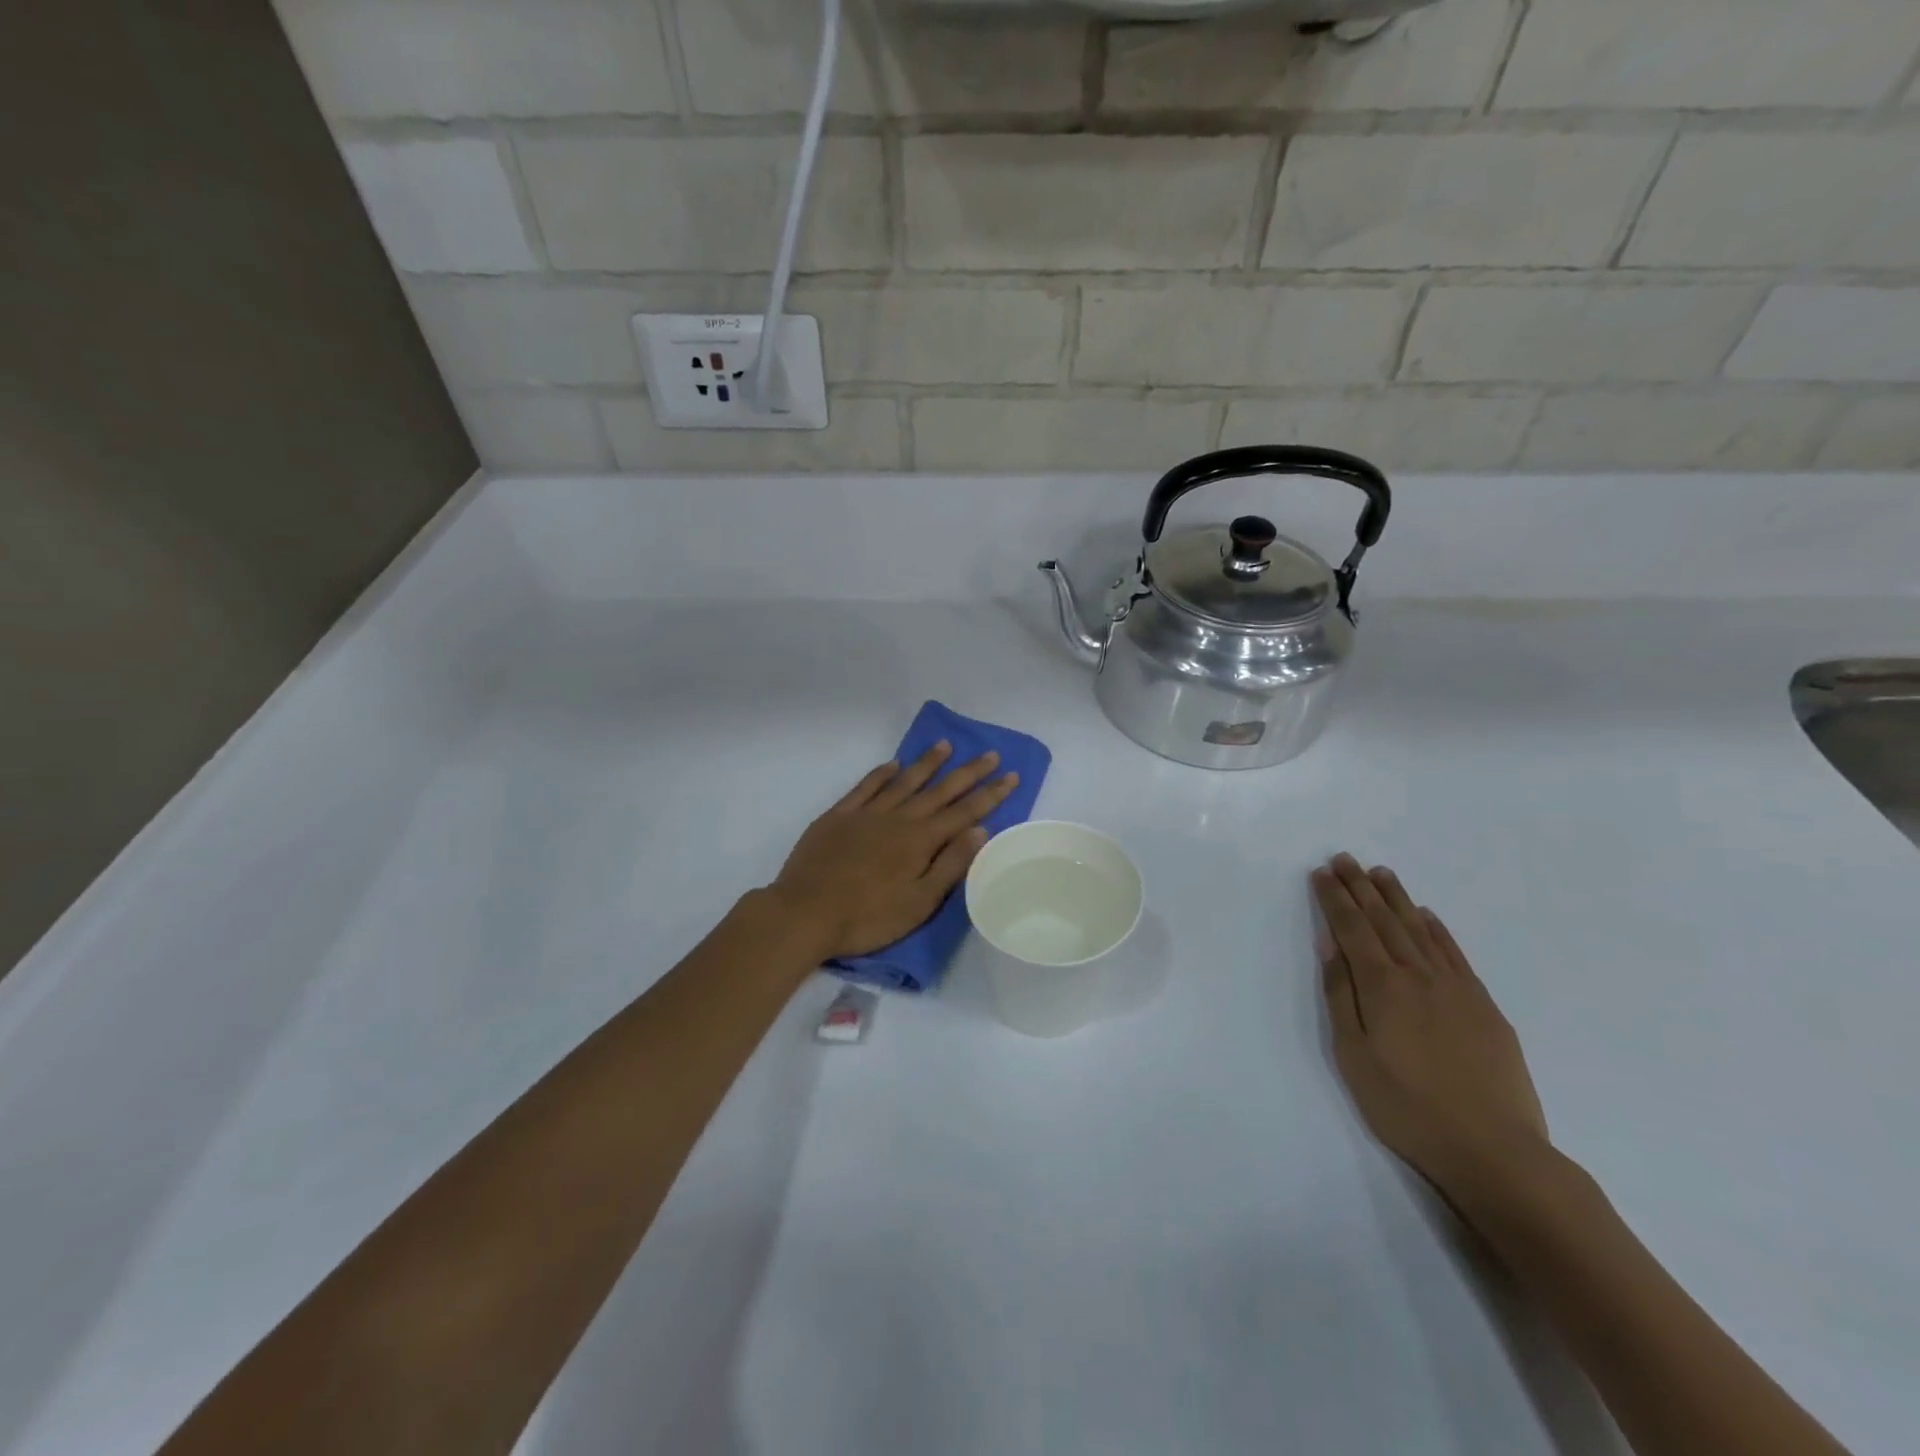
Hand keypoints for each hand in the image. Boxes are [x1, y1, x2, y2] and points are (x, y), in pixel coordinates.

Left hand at [768, 742, 1019, 961]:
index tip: (1011, 775)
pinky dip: (881, 773)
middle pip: (939, 790)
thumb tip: (980, 830)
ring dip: (927, 763)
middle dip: (968, 772)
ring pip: (904, 781)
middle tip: (991, 754)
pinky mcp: (838, 816)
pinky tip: (892, 765)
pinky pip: (865, 787)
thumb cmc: (867, 917)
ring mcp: (866, 813)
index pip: (964, 812)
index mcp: (920, 841)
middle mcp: (897, 818)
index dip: (990, 794)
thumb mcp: (919, 902)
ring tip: (946, 745)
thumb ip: (950, 865)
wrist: (805, 913)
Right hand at [1312, 854, 1551, 1207]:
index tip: (1321, 873)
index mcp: (1382, 986)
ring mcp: (1456, 988)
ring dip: (1397, 898)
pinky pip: (1454, 953)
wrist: (1493, 1150)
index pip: (1352, 928)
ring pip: (1419, 929)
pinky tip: (1426, 915)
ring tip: (1380, 872)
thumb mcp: (1354, 1055)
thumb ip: (1341, 994)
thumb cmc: (1406, 1106)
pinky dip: (1437, 929)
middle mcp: (1418, 975)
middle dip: (1360, 887)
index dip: (1334, 899)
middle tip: (1344, 858)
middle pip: (1383, 920)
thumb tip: (1331, 944)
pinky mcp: (1484, 1006)